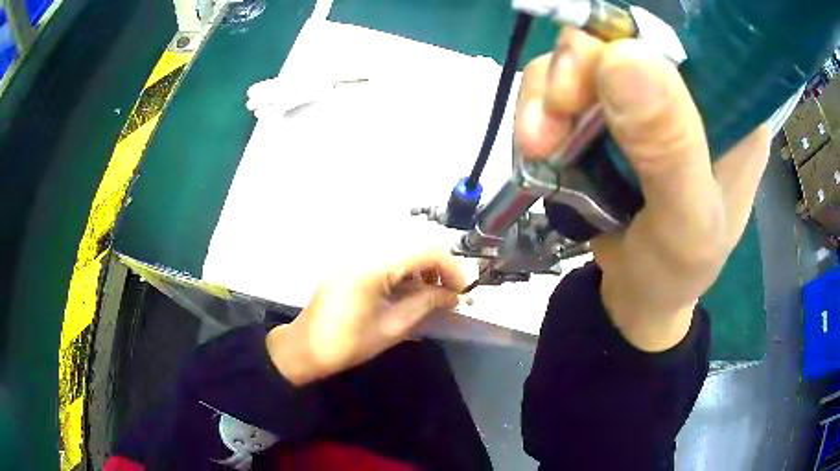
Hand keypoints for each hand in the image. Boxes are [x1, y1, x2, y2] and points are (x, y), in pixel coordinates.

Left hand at [266, 249, 465, 385]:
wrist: (305, 349)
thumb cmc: (347, 344)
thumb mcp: (392, 327)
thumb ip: (425, 304)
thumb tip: (452, 295)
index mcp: (373, 266)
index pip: (424, 252)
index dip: (450, 268)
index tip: (462, 290)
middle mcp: (364, 252)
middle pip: (413, 246)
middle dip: (438, 266)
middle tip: (449, 292)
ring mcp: (355, 257)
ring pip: (400, 250)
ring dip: (421, 268)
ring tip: (432, 294)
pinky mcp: (351, 265)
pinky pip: (385, 259)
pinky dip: (404, 271)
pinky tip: (409, 291)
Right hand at [516, 29, 769, 350]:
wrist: (639, 295)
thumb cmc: (677, 271)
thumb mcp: (686, 221)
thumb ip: (668, 148)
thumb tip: (622, 55)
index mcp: (734, 109)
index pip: (689, 42)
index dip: (639, 41)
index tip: (602, 72)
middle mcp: (692, 90)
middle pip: (625, 38)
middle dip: (580, 68)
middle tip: (555, 113)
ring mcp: (646, 96)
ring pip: (584, 56)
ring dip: (548, 93)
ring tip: (538, 144)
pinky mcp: (609, 110)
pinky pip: (560, 85)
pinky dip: (539, 109)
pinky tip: (538, 146)